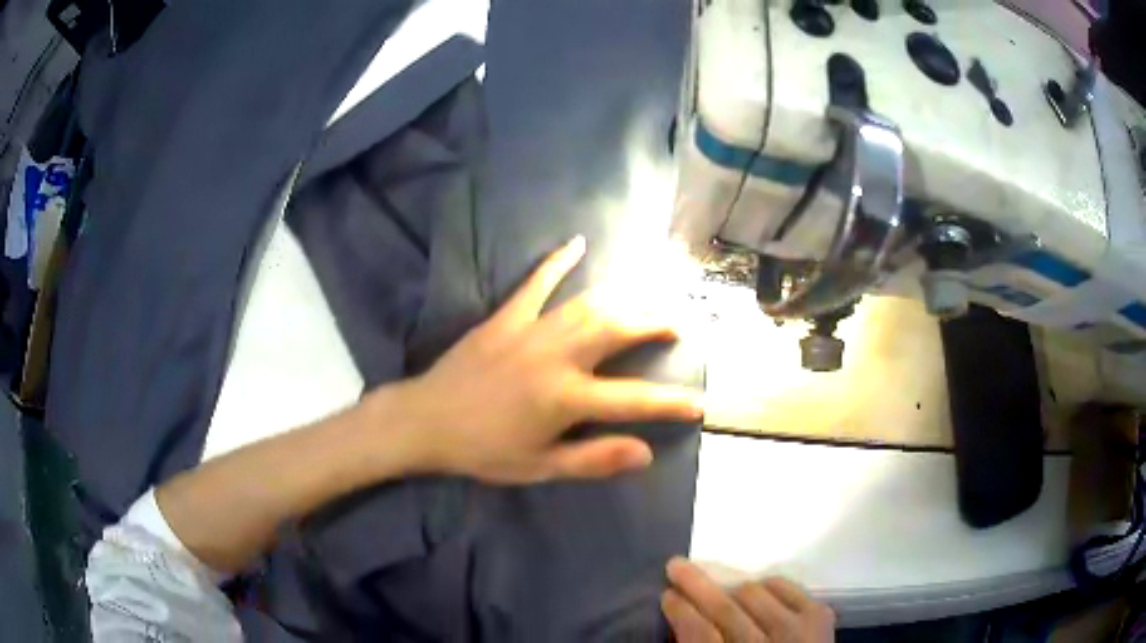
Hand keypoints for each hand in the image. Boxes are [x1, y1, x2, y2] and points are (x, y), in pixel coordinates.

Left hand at [386, 235, 703, 483]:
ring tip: (647, 298)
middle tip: (678, 324)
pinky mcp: (505, 317)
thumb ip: (594, 459)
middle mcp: (556, 357)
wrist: (426, 421)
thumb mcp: (540, 467)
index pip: (635, 400)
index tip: (699, 403)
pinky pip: (535, 283)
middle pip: (618, 331)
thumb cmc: (484, 450)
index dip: (672, 403)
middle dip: (654, 325)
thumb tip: (646, 453)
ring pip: (588, 304)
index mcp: (566, 398)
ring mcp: (530, 330)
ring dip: (624, 298)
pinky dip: (556, 261)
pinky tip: (576, 243)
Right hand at [663, 558, 834, 642]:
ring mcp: (796, 630)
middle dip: (697, 586)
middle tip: (676, 566)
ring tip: (725, 594)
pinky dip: (770, 586)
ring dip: (733, 591)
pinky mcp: (820, 617)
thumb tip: (682, 626)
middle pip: (725, 609)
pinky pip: (788, 587)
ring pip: (754, 594)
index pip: (700, 634)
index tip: (668, 595)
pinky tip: (761, 594)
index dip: (681, 612)